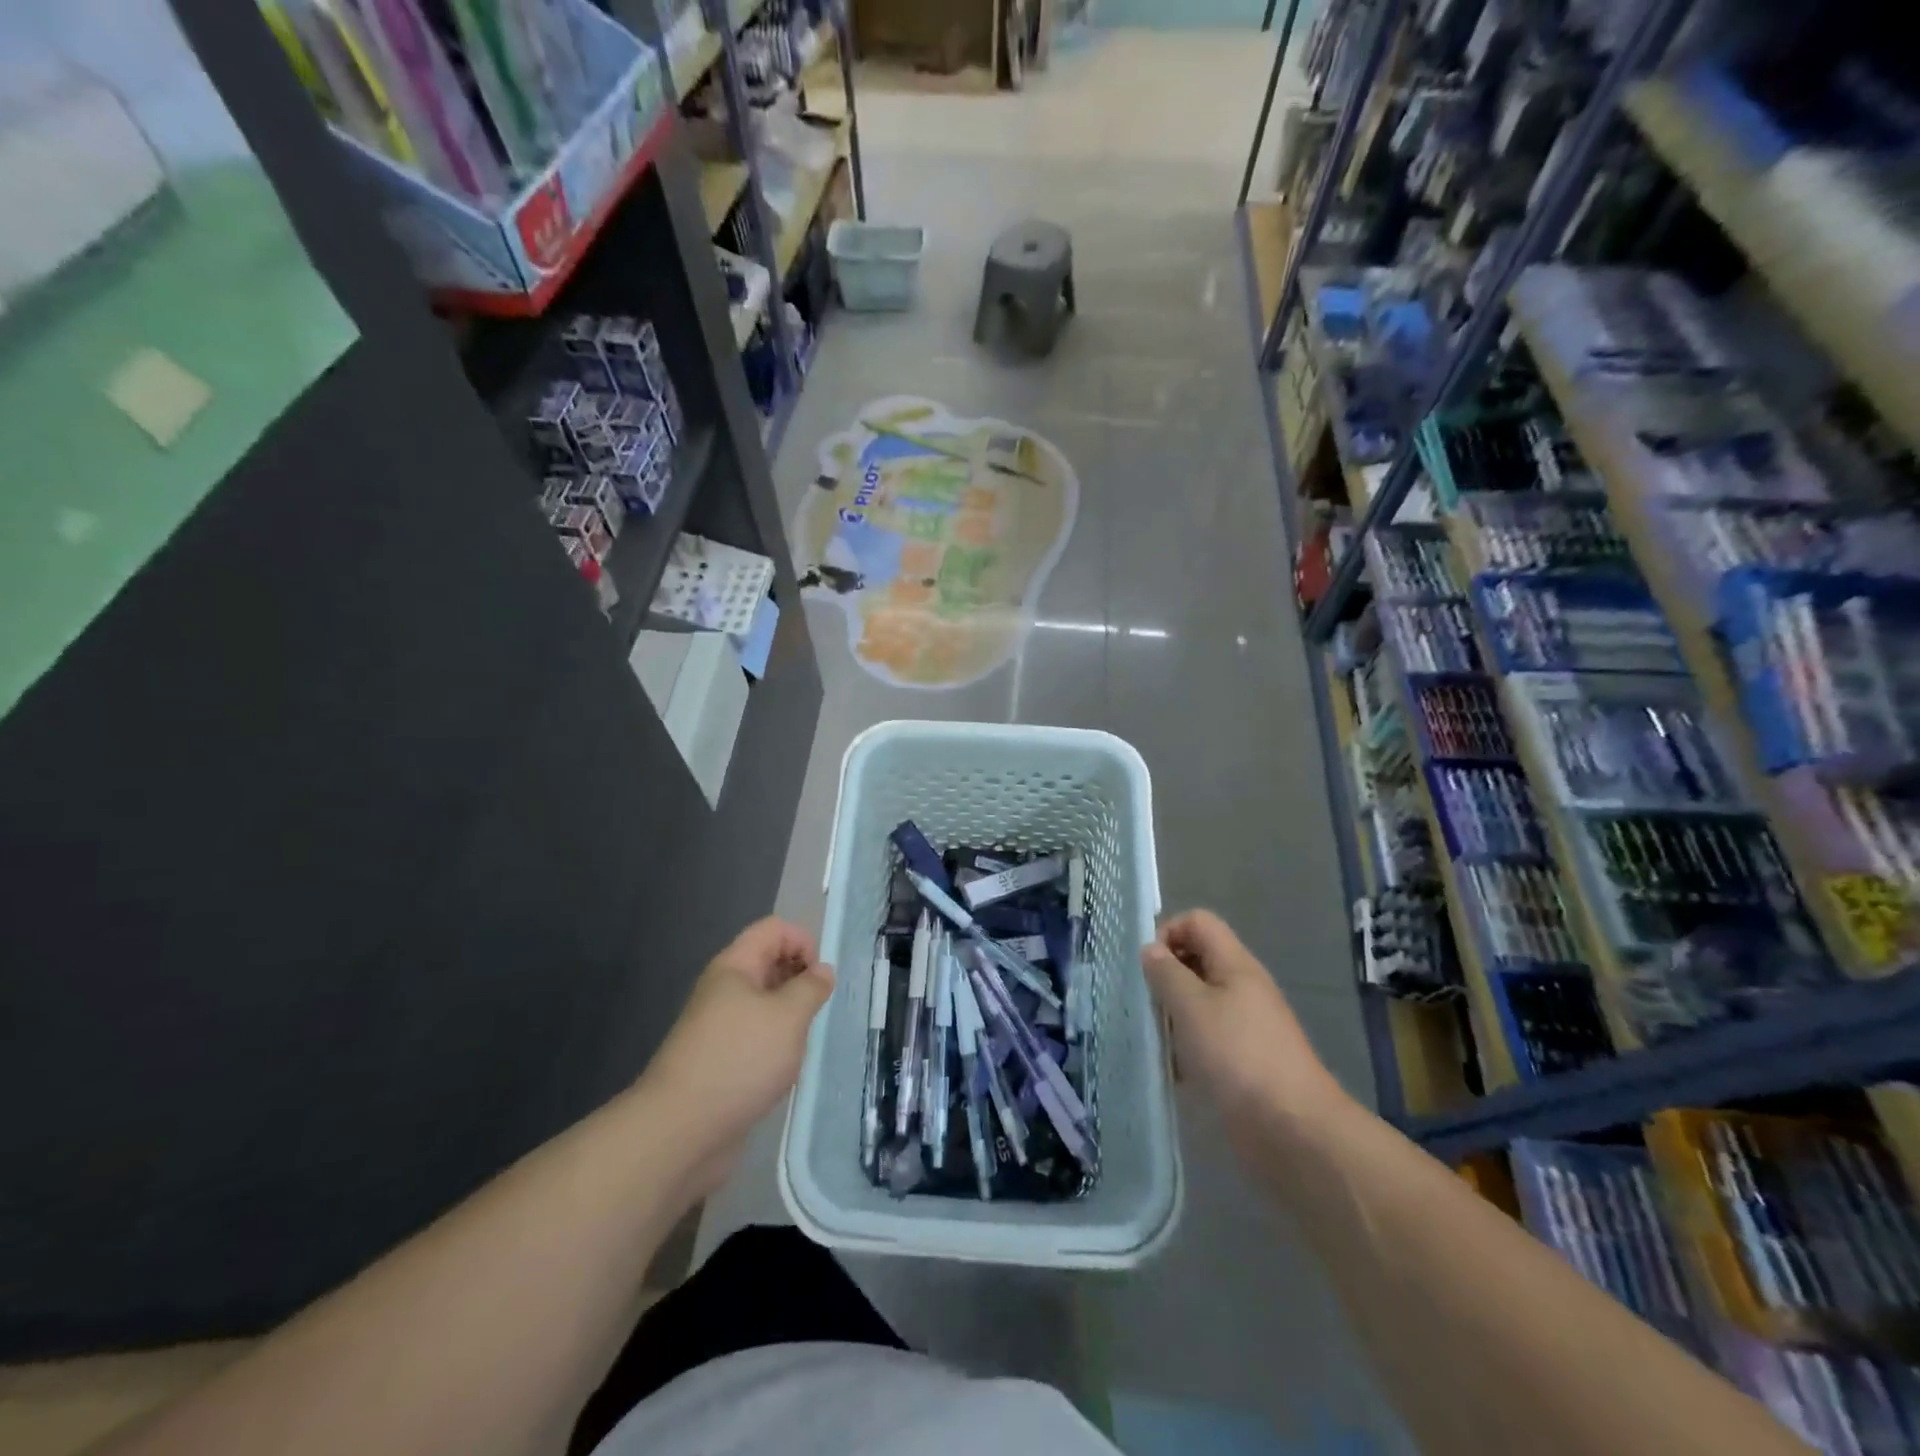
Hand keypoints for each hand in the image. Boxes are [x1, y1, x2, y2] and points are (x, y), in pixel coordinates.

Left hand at [638, 918, 833, 1194]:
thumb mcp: (788, 1016)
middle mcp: (724, 990)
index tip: (820, 980)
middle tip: (818, 1010)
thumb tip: (822, 970)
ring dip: (790, 1015)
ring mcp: (719, 1027)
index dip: (803, 942)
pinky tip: (786, 1068)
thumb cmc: (739, 1061)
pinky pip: (756, 1037)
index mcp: (734, 967)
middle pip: (769, 962)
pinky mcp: (720, 1061)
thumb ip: (811, 988)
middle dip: (799, 979)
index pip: (774, 929)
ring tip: (806, 1041)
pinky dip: (776, 1045)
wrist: (680, 1132)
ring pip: (764, 1003)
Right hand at [1141, 910, 1346, 1136]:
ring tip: (1156, 1039)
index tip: (1148, 968)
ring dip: (1173, 1015)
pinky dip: (1187, 1048)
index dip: (1168, 933)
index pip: (1198, 922)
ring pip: (1199, 1002)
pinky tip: (1175, 1071)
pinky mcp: (1243, 1060)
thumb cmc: (1238, 1056)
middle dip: (1166, 977)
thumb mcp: (1192, 1007)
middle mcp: (1242, 987)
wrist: (1293, 1130)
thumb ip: (1166, 973)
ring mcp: (1245, 1025)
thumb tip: (1150, 949)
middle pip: (1197, 960)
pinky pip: (1206, 1038)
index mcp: (1235, 964)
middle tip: (1146, 1004)